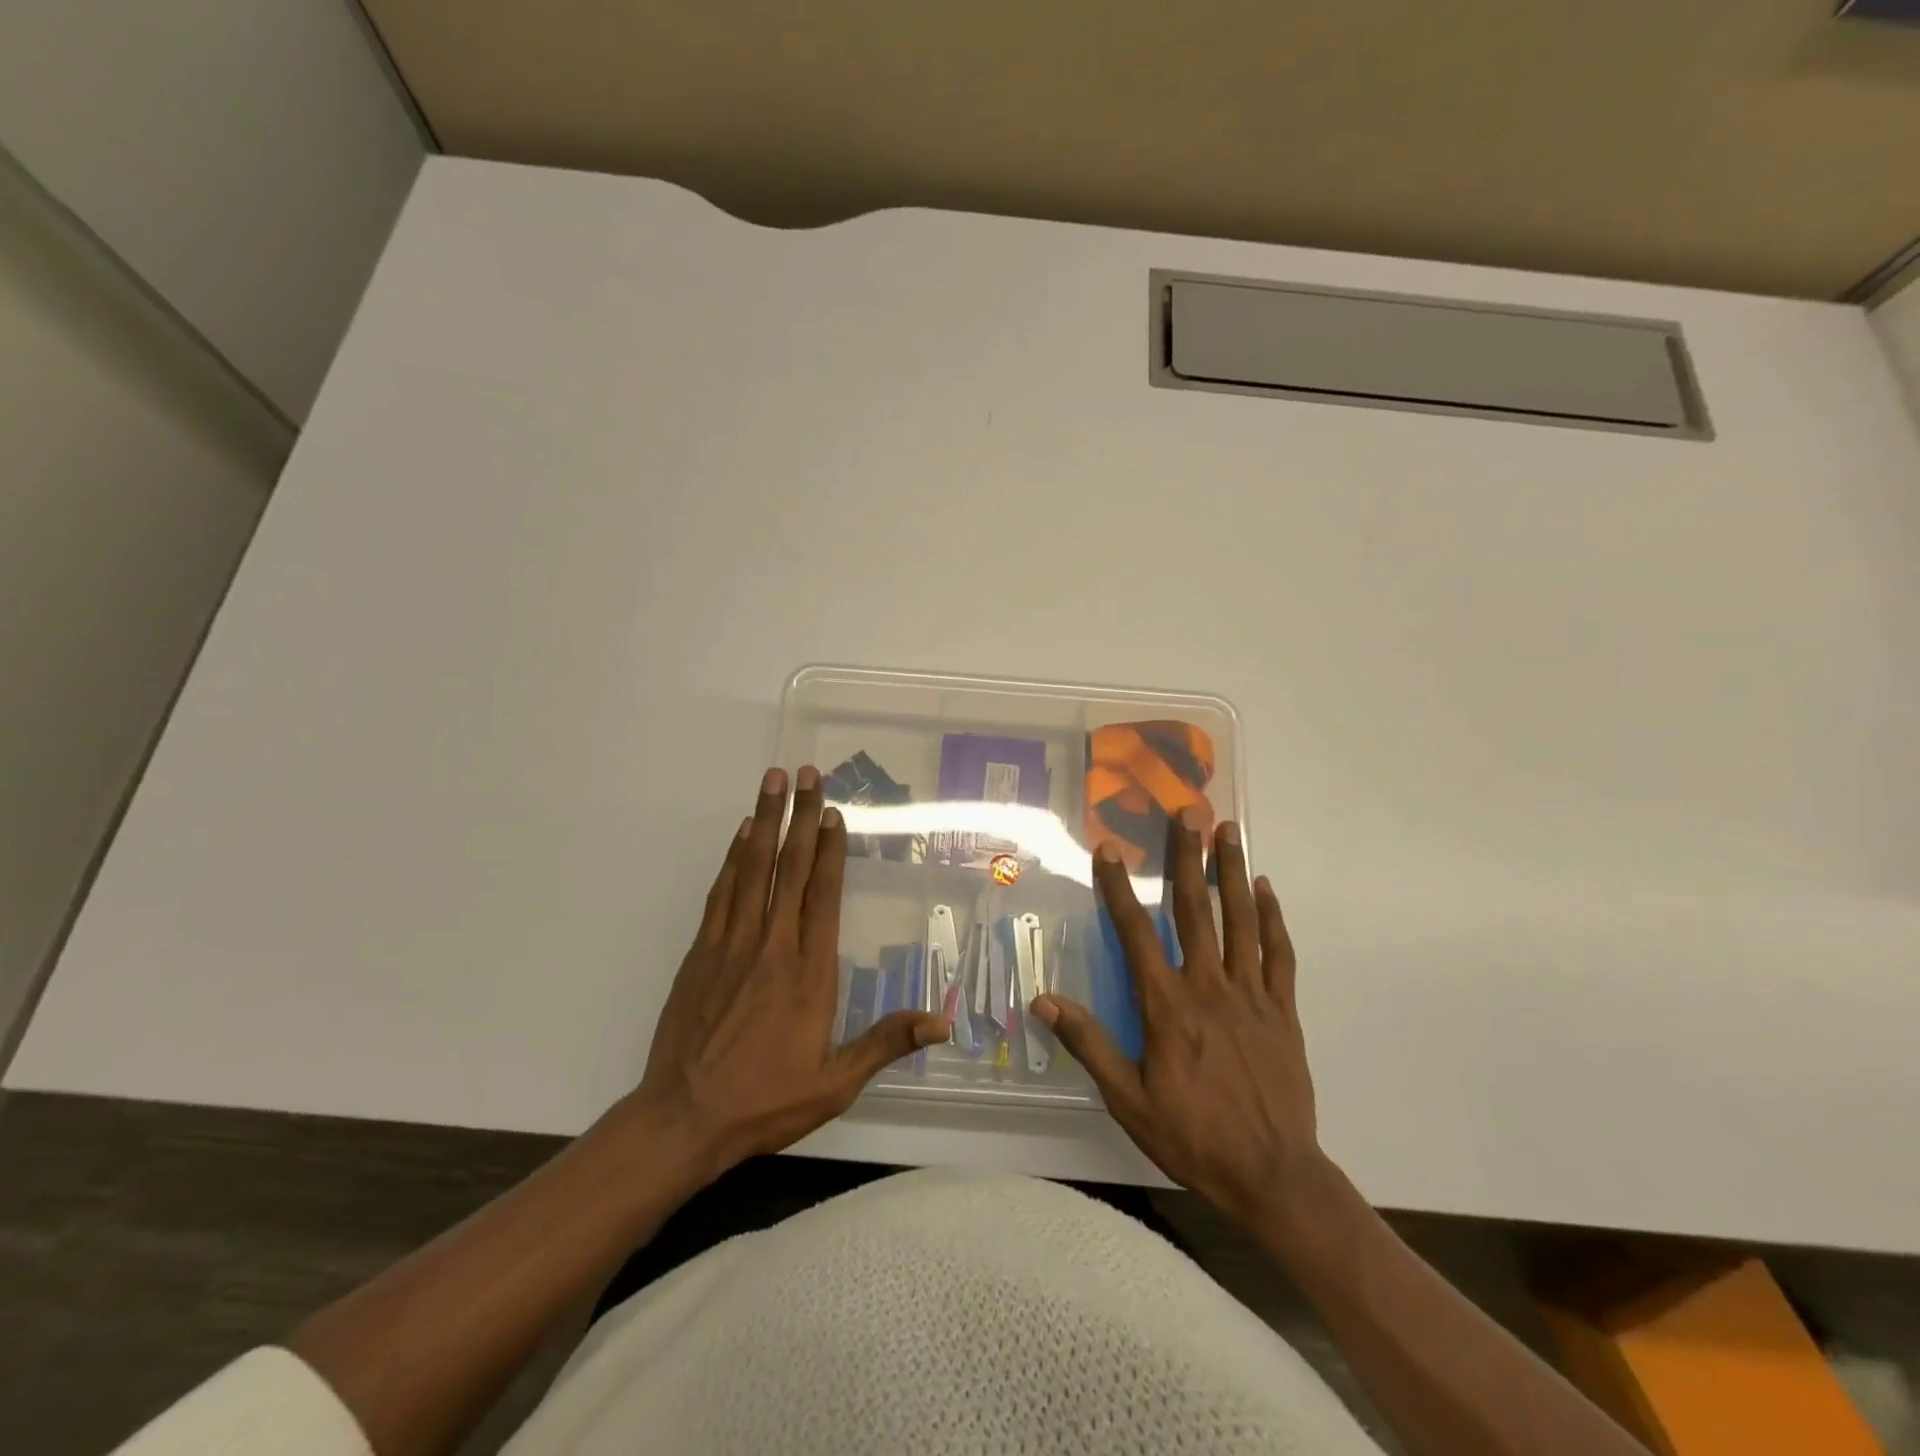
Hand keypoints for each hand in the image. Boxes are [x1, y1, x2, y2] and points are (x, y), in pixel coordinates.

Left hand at [635, 766, 948, 1172]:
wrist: (683, 1118)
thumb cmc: (765, 1101)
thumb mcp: (835, 1084)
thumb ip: (885, 1043)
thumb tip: (942, 1023)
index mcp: (808, 973)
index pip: (822, 896)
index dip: (829, 850)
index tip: (833, 813)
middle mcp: (772, 946)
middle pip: (788, 868)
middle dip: (800, 817)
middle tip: (806, 773)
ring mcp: (731, 945)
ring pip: (751, 870)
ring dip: (764, 822)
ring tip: (772, 782)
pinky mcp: (701, 952)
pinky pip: (721, 893)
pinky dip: (733, 858)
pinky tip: (741, 835)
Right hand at [1032, 809, 1322, 1230]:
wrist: (1274, 1175)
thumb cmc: (1193, 1136)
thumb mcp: (1128, 1099)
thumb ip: (1088, 1045)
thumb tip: (1043, 1002)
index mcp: (1167, 1005)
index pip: (1135, 933)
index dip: (1119, 888)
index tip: (1109, 848)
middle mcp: (1209, 986)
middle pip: (1195, 909)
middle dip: (1187, 857)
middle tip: (1187, 813)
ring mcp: (1250, 994)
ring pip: (1240, 920)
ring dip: (1231, 872)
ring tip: (1228, 830)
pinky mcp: (1282, 1010)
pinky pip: (1278, 954)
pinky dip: (1271, 918)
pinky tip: (1265, 889)